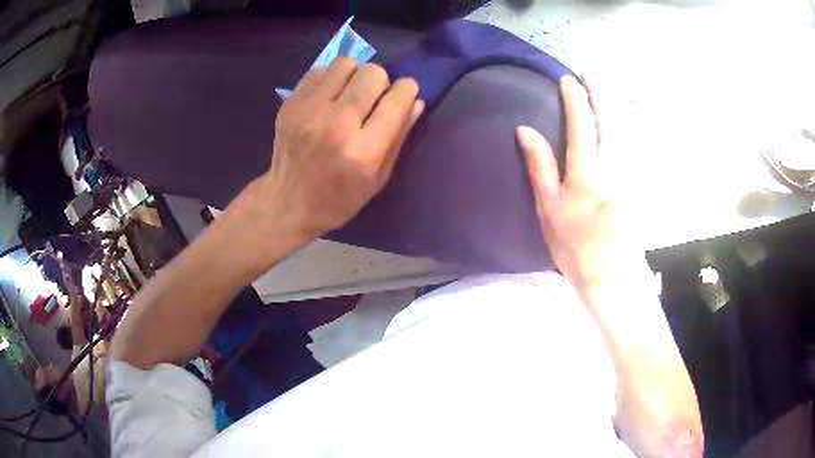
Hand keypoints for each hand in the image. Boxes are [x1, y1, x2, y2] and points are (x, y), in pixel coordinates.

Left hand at [260, 58, 424, 243]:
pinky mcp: (291, 104)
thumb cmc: (339, 198)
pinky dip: (329, 79)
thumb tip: (416, 102)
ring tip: (348, 93)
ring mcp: (309, 110)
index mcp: (363, 149)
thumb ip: (399, 137)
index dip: (407, 91)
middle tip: (372, 99)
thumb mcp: (378, 178)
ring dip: (354, 75)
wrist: (288, 202)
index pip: (397, 99)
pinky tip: (327, 97)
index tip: (403, 96)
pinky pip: (320, 70)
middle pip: (373, 73)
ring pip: (346, 63)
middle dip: (381, 82)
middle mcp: (337, 123)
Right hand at [517, 76, 636, 290]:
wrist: (612, 275)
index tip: (567, 79)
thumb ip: (540, 166)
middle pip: (609, 117)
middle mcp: (614, 162)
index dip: (574, 97)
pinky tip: (626, 124)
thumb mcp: (549, 209)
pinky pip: (636, 146)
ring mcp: (631, 172)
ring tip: (607, 91)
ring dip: (616, 105)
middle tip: (591, 74)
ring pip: (627, 128)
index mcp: (587, 167)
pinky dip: (629, 128)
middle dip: (600, 92)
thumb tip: (525, 130)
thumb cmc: (575, 245)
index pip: (581, 121)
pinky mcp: (640, 183)